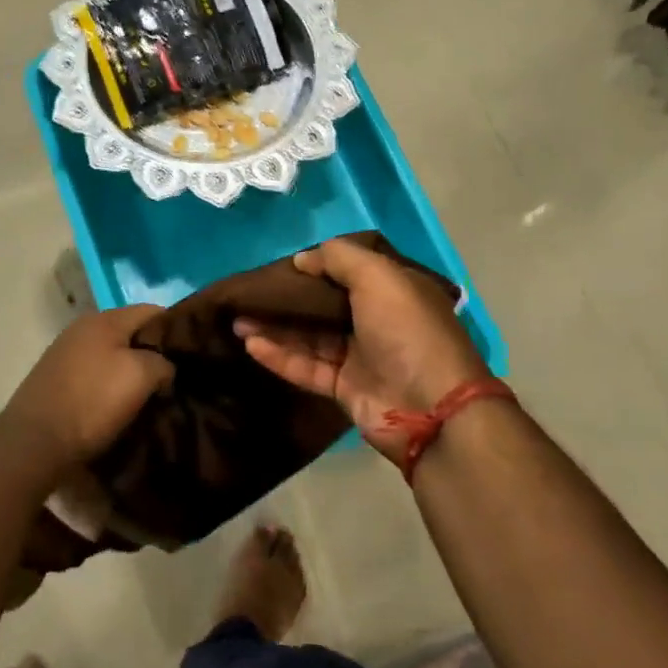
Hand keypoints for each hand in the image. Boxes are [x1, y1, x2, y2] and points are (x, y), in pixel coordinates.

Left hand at [2, 305, 173, 472]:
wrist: (34, 443)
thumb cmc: (92, 401)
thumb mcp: (140, 376)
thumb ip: (162, 363)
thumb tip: (165, 368)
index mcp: (103, 318)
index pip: (153, 311)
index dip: (177, 329)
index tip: (195, 354)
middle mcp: (82, 329)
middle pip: (131, 334)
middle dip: (155, 354)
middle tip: (177, 379)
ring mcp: (66, 354)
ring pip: (113, 356)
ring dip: (133, 373)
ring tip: (153, 397)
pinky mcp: (57, 380)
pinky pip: (96, 376)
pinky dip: (111, 387)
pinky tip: (122, 407)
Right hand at [234, 237, 489, 460]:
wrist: (430, 409)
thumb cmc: (408, 332)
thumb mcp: (379, 277)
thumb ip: (339, 258)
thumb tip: (302, 258)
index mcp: (394, 292)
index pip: (351, 272)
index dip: (318, 266)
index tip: (284, 264)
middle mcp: (378, 321)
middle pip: (324, 305)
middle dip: (288, 299)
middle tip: (251, 293)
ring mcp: (360, 357)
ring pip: (309, 337)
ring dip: (274, 328)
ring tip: (237, 319)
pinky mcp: (344, 389)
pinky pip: (306, 367)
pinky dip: (279, 356)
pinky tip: (250, 344)